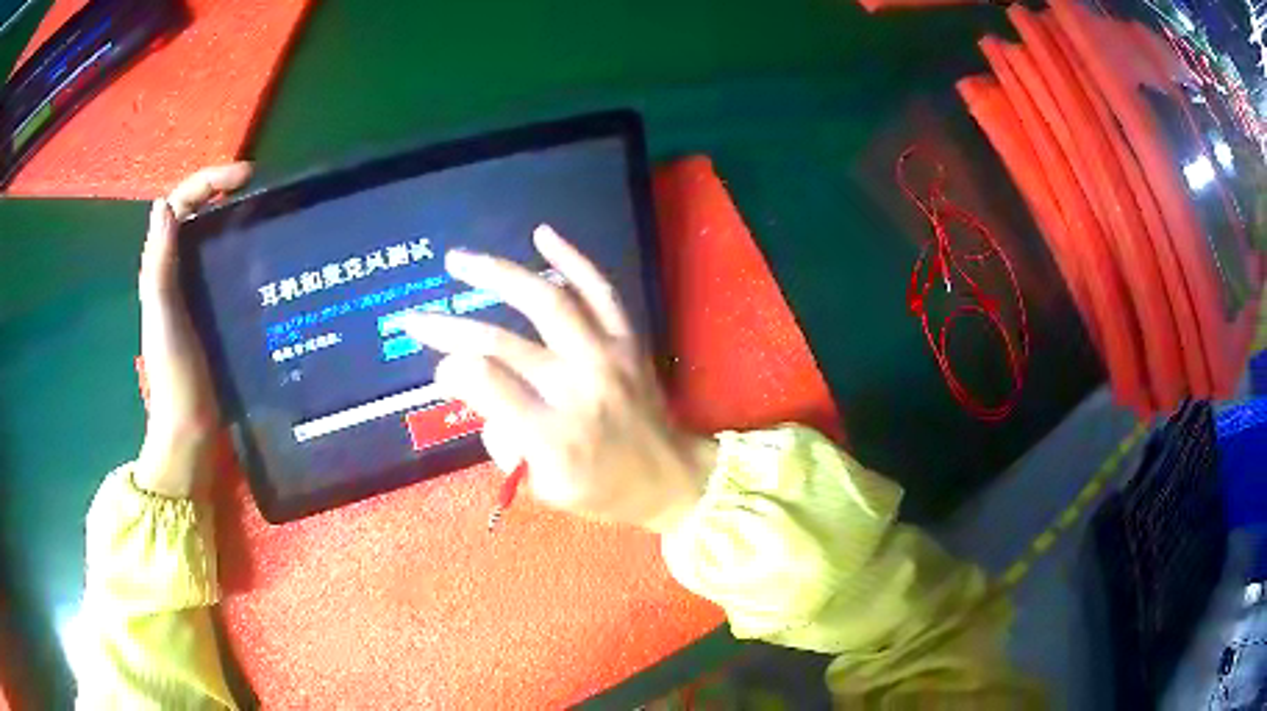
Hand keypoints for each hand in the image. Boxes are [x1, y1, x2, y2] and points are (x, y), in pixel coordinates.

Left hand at [135, 163, 252, 497]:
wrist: (190, 429)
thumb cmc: (175, 375)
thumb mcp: (164, 317)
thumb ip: (159, 265)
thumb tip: (163, 205)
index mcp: (162, 269)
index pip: (180, 205)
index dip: (209, 180)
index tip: (247, 177)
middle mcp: (176, 274)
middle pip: (196, 217)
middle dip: (223, 194)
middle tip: (259, 192)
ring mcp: (194, 294)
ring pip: (210, 241)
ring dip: (234, 221)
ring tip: (266, 219)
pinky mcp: (212, 313)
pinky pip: (223, 269)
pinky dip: (241, 254)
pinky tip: (264, 260)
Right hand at [402, 225, 716, 531]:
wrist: (672, 478)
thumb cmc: (603, 491)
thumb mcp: (545, 489)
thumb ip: (504, 443)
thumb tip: (476, 391)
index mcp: (554, 437)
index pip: (487, 386)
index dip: (452, 370)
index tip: (440, 370)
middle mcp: (578, 389)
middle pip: (503, 344)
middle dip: (450, 328)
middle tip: (417, 318)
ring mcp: (607, 357)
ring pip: (547, 302)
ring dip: (497, 275)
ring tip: (459, 260)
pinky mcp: (627, 340)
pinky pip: (600, 290)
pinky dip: (571, 260)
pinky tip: (542, 235)